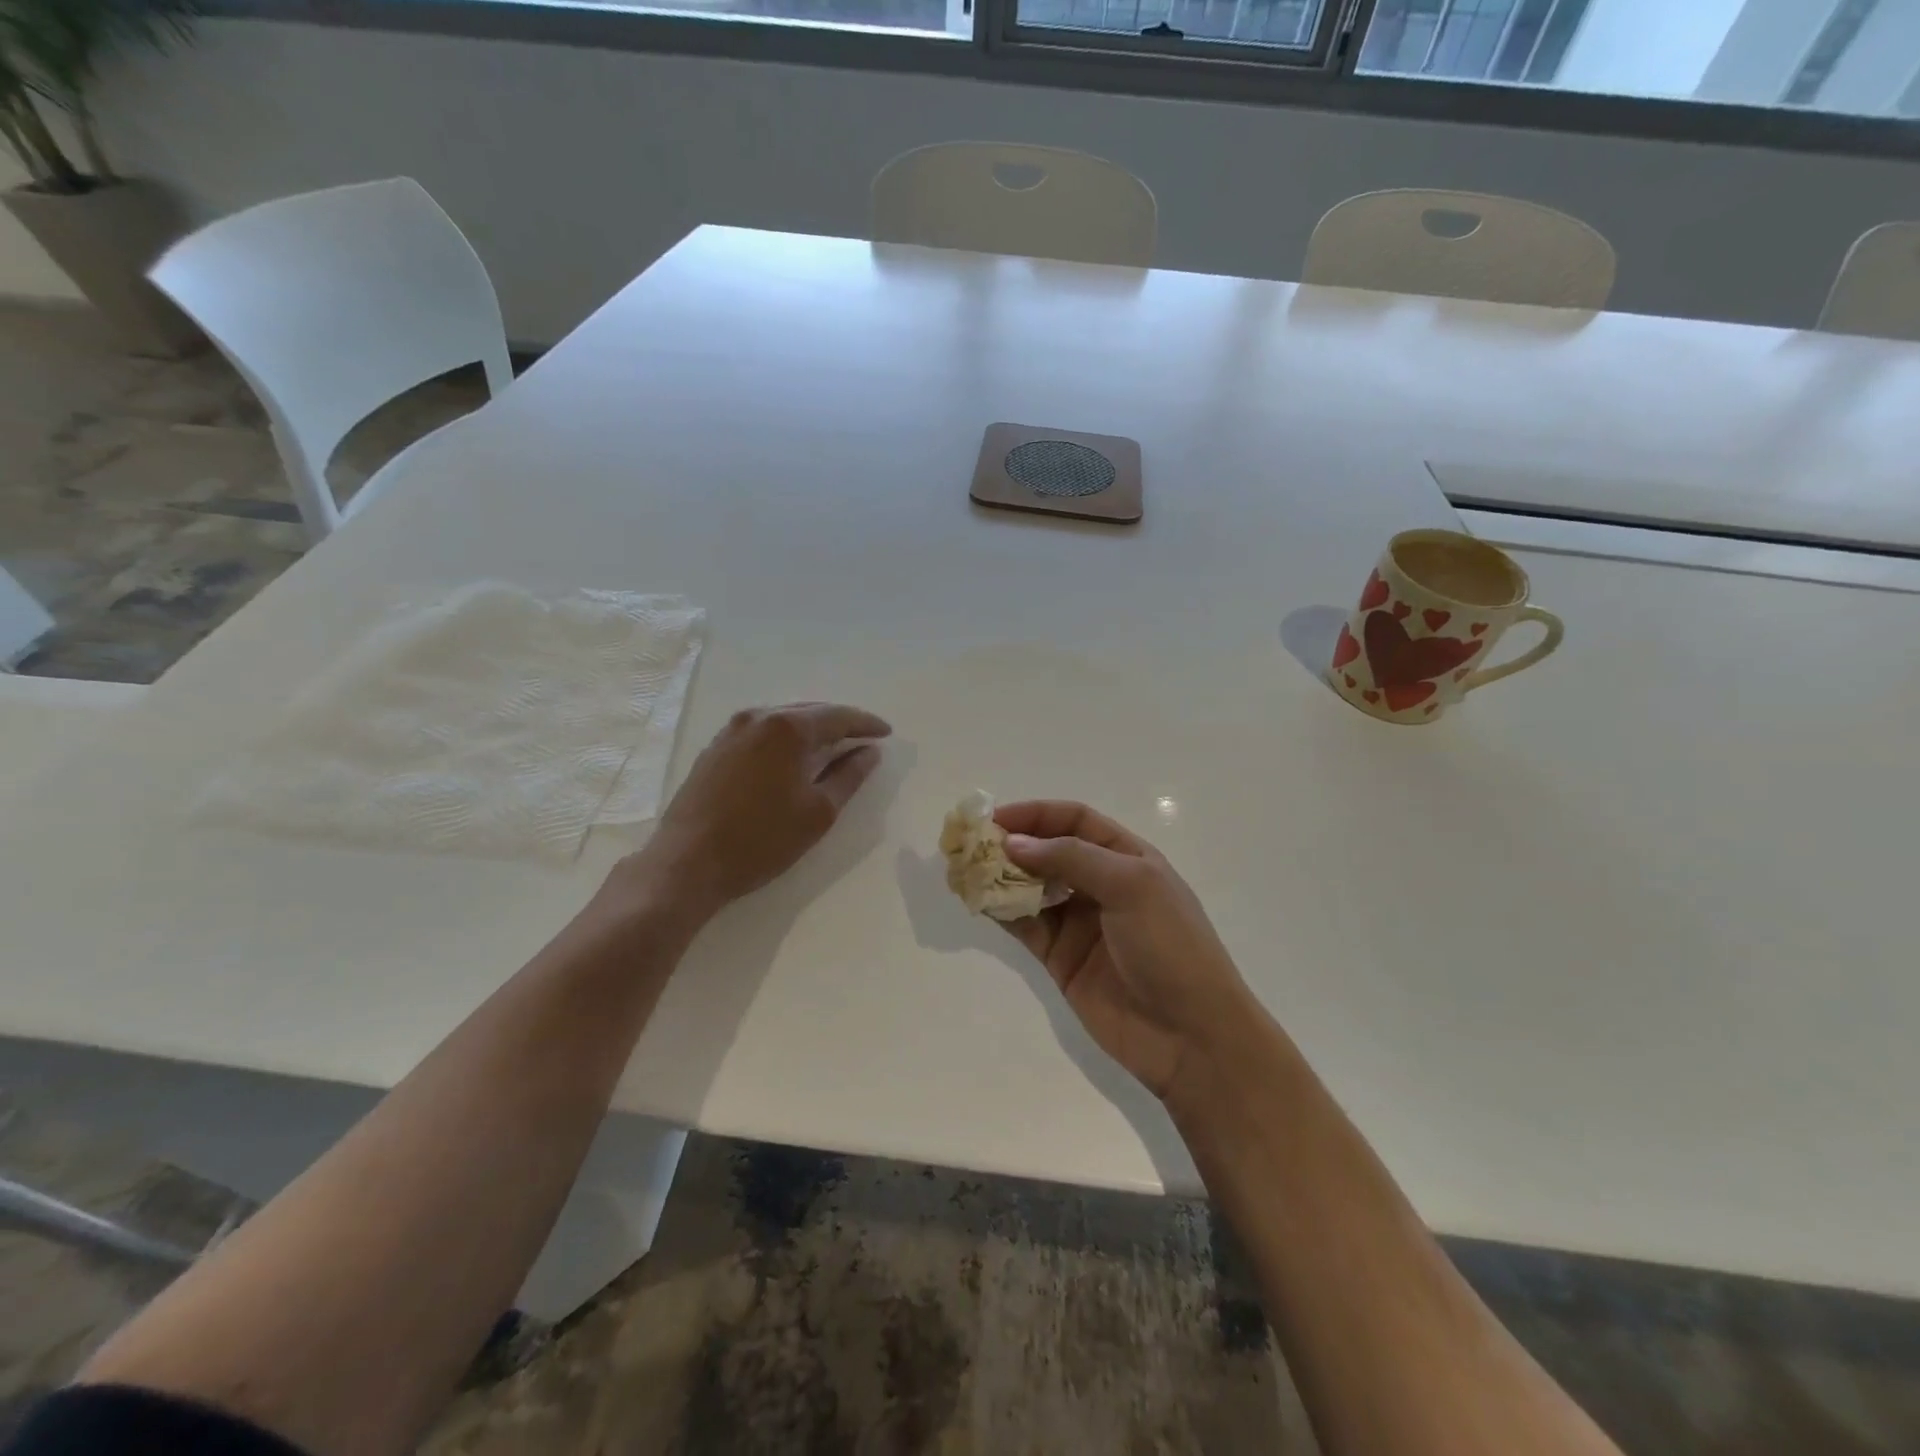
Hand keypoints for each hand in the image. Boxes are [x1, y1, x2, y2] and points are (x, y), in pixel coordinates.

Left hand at [614, 702, 890, 925]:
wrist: (687, 863)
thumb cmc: (761, 840)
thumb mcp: (818, 812)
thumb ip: (849, 776)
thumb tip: (869, 752)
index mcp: (787, 728)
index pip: (838, 716)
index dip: (866, 724)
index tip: (887, 733)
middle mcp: (758, 717)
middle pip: (809, 711)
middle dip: (839, 723)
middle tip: (863, 739)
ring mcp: (731, 730)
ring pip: (782, 720)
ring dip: (810, 730)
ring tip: (832, 748)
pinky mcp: (714, 748)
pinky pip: (761, 732)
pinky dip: (784, 740)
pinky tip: (791, 758)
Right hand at [997, 801, 1259, 1101]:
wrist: (1191, 1036)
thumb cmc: (1171, 947)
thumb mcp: (1131, 886)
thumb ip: (1071, 858)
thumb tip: (1014, 843)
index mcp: (1127, 858)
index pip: (1075, 821)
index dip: (1036, 814)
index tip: (996, 819)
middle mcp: (1101, 884)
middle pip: (1049, 851)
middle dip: (1013, 843)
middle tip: (972, 844)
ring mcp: (1079, 922)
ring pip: (1032, 887)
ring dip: (1001, 876)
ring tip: (966, 869)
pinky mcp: (1061, 958)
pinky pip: (1025, 925)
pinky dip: (1001, 910)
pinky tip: (978, 900)